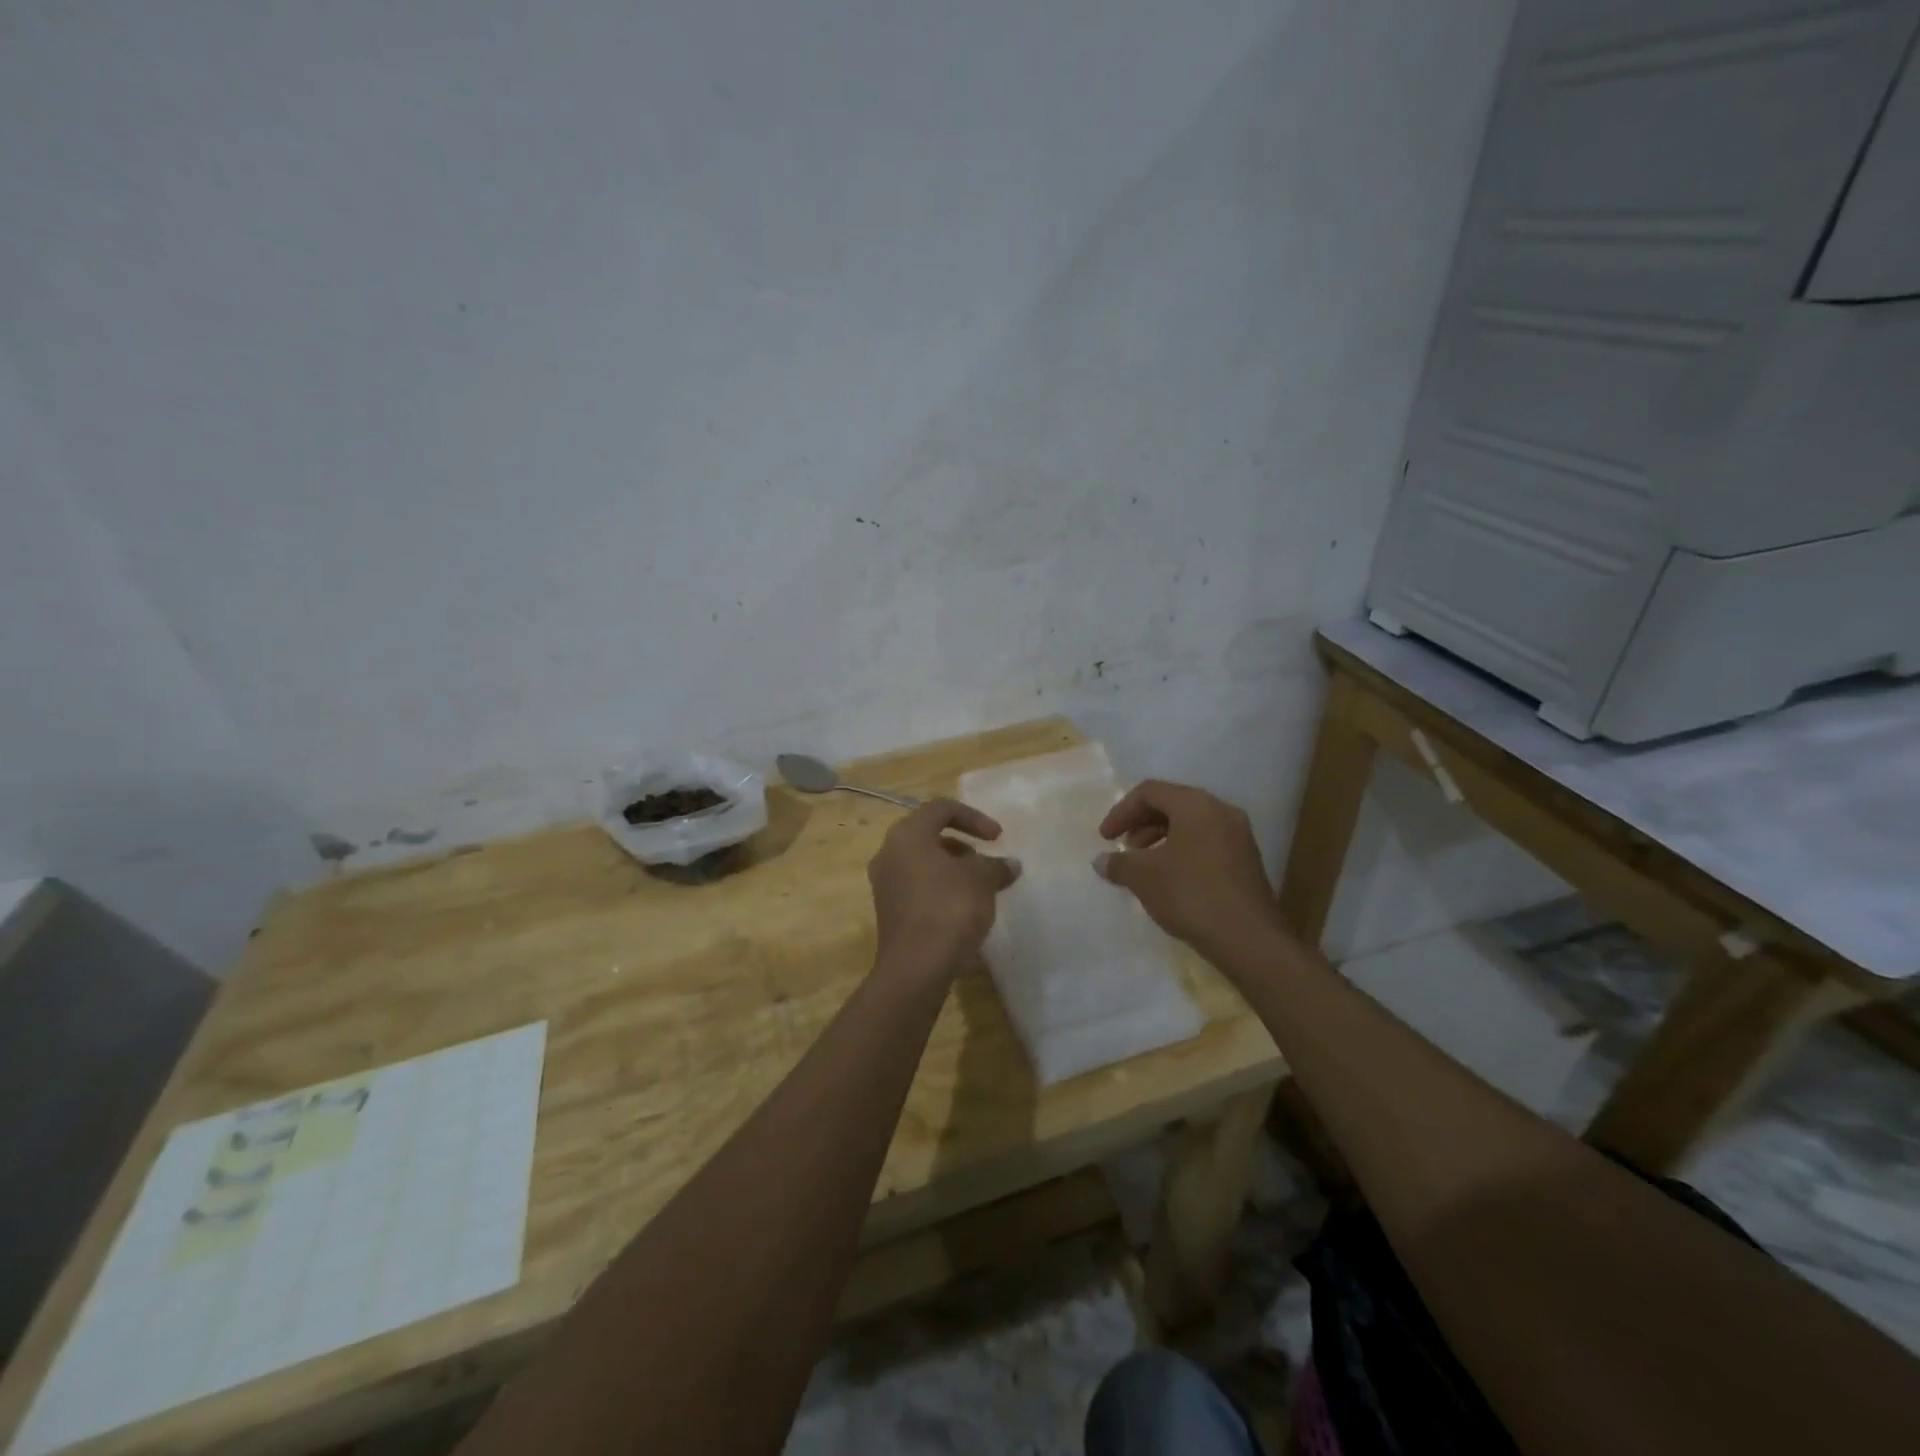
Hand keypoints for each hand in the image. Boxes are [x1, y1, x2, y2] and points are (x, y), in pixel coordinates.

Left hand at [867, 798, 1020, 979]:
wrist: (916, 967)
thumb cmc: (949, 909)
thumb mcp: (981, 881)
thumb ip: (996, 866)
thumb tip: (1010, 865)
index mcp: (907, 835)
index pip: (941, 809)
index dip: (974, 817)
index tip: (998, 838)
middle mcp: (889, 853)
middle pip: (928, 835)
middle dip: (962, 846)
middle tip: (985, 863)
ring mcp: (884, 884)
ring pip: (923, 863)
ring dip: (953, 869)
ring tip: (979, 888)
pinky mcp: (888, 911)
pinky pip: (918, 888)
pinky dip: (941, 889)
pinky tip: (963, 910)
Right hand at [1095, 780, 1285, 960]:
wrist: (1248, 939)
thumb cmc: (1190, 894)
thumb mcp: (1144, 877)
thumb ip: (1119, 863)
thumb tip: (1101, 861)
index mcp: (1196, 804)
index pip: (1149, 792)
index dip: (1121, 812)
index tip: (1105, 838)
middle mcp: (1221, 811)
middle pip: (1172, 804)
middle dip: (1141, 824)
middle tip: (1124, 848)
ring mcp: (1239, 836)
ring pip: (1190, 825)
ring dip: (1160, 839)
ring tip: (1143, 867)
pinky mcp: (1246, 861)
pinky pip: (1206, 843)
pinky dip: (1181, 851)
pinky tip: (1169, 880)